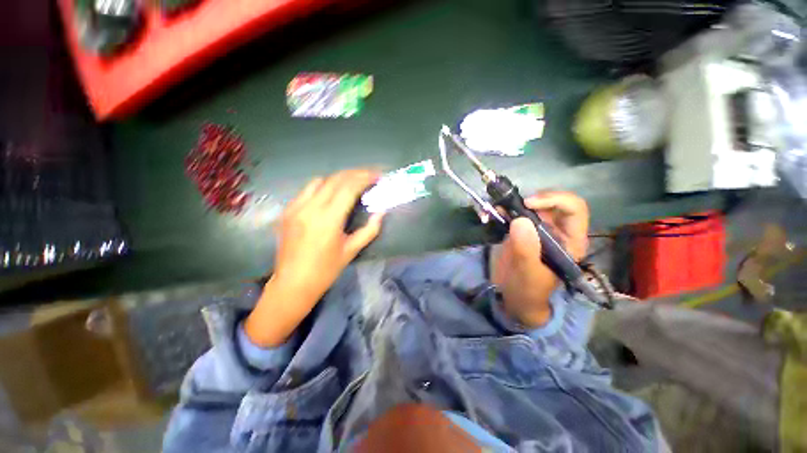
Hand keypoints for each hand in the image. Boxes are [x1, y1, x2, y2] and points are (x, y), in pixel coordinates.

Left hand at [245, 169, 383, 346]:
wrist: (292, 283)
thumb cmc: (326, 270)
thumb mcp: (352, 250)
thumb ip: (370, 230)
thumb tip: (380, 212)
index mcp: (328, 219)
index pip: (348, 188)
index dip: (365, 178)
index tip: (378, 176)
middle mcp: (310, 208)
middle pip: (336, 179)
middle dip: (356, 173)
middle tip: (370, 175)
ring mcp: (295, 207)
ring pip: (320, 181)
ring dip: (339, 178)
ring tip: (353, 182)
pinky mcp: (287, 210)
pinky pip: (307, 190)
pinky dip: (324, 186)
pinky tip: (331, 194)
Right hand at [491, 191, 588, 327]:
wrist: (514, 299)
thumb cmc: (528, 291)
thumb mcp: (529, 274)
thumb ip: (526, 249)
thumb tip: (520, 220)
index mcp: (569, 240)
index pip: (573, 209)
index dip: (554, 200)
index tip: (528, 204)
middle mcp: (556, 231)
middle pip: (551, 202)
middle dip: (530, 199)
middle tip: (509, 205)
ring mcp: (536, 230)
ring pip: (530, 206)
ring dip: (512, 203)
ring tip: (495, 208)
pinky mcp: (519, 231)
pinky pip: (513, 213)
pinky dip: (502, 210)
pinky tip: (490, 214)